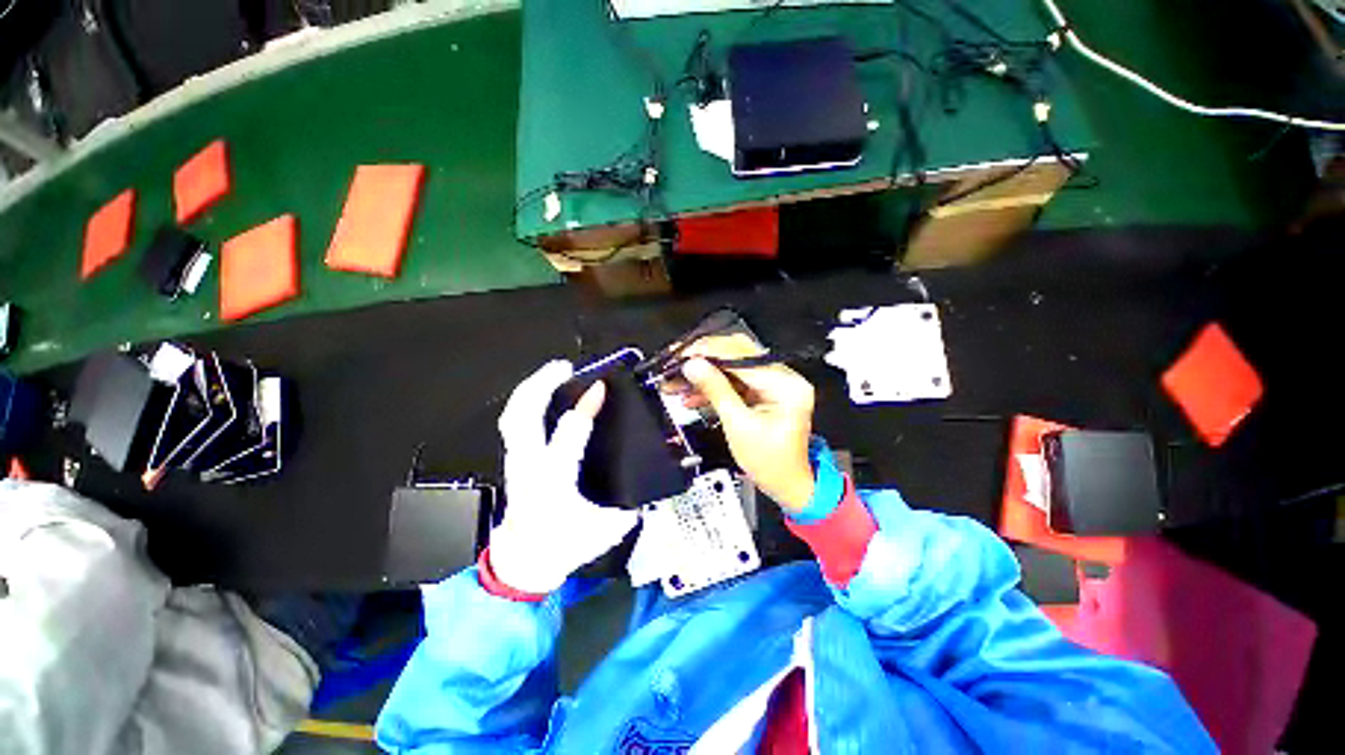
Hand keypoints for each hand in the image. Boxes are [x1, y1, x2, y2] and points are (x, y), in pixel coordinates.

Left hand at [488, 361, 639, 594]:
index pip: (569, 434)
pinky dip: (526, 401)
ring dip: (531, 388)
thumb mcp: (603, 531)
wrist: (524, 561)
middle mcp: (529, 466)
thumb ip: (628, 510)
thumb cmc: (562, 546)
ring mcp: (517, 461)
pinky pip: (514, 422)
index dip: (586, 406)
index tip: (600, 387)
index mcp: (554, 481)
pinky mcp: (515, 459)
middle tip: (564, 366)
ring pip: (513, 415)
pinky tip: (540, 393)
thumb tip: (647, 493)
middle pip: (524, 416)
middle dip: (541, 385)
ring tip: (552, 371)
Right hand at [677, 334, 817, 512]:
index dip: (709, 352)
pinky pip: (734, 381)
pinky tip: (692, 395)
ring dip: (704, 376)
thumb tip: (694, 365)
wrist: (786, 484)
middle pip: (737, 355)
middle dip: (703, 360)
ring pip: (731, 368)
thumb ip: (715, 390)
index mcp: (785, 385)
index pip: (742, 356)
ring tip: (678, 384)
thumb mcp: (738, 426)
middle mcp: (784, 378)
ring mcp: (774, 384)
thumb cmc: (771, 463)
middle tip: (677, 364)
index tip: (682, 354)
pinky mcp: (763, 391)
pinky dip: (713, 387)